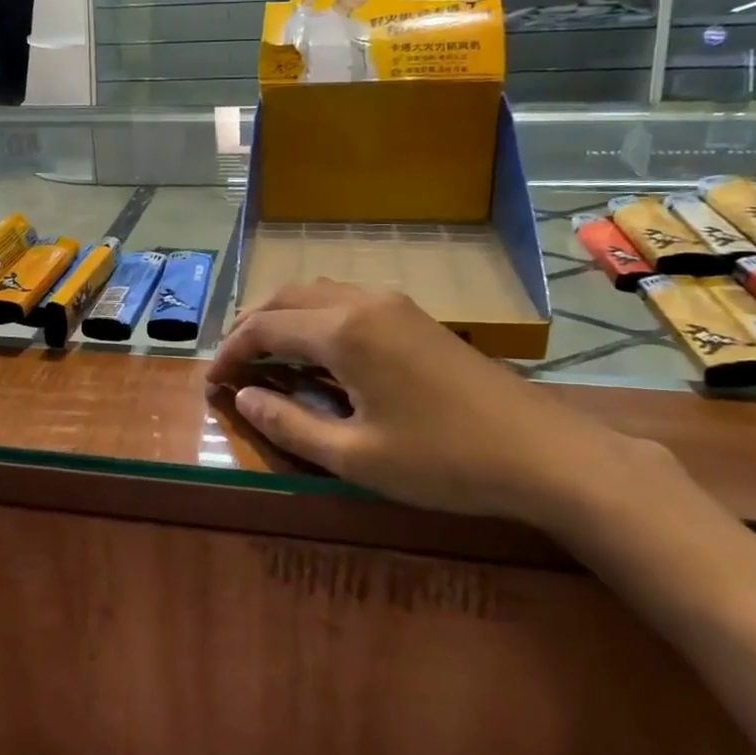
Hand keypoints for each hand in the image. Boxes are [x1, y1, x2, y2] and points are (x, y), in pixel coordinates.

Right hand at [207, 280, 657, 530]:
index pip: (265, 327)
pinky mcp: (416, 317)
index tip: (212, 385)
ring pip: (319, 293)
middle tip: (233, 367)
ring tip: (268, 358)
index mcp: (344, 331)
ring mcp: (395, 305)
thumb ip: (289, 424)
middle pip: (288, 297)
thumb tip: (243, 400)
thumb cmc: (443, 461)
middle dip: (252, 327)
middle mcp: (364, 303)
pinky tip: (320, 355)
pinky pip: (348, 302)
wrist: (543, 453)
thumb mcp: (355, 456)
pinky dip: (317, 319)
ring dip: (285, 318)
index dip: (231, 353)